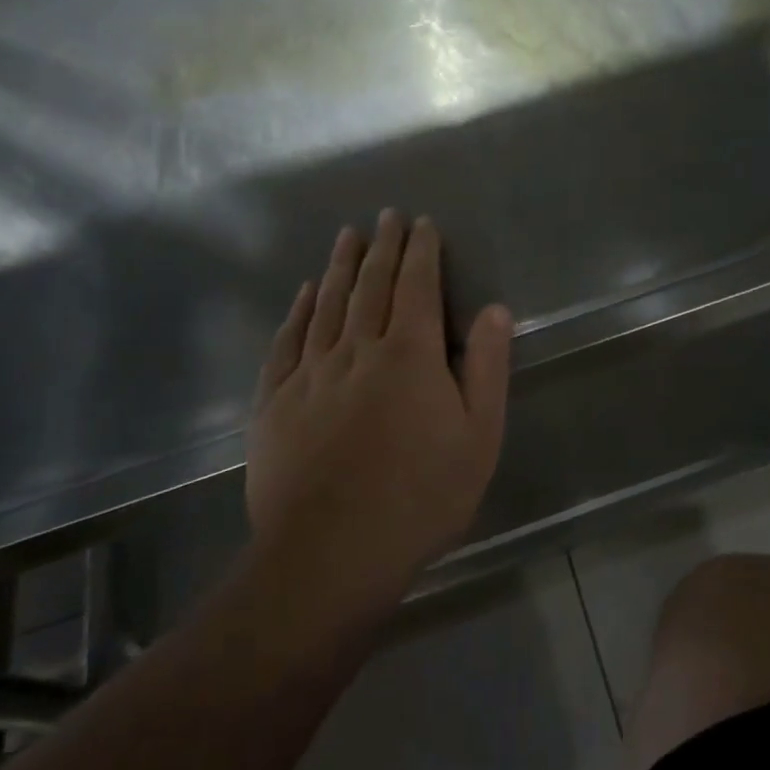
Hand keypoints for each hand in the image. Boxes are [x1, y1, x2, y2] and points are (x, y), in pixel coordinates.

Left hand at [245, 211, 513, 614]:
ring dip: (341, 266)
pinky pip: (288, 342)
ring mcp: (311, 374)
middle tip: (386, 216)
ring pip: (328, 305)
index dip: (420, 251)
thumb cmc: (421, 496)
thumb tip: (494, 309)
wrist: (332, 552)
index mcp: (409, 355)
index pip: (416, 286)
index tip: (421, 223)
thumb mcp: (479, 437)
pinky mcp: (276, 402)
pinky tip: (306, 293)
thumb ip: (486, 368)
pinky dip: (299, 310)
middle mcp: (358, 350)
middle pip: (371, 285)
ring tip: (348, 236)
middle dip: (383, 246)